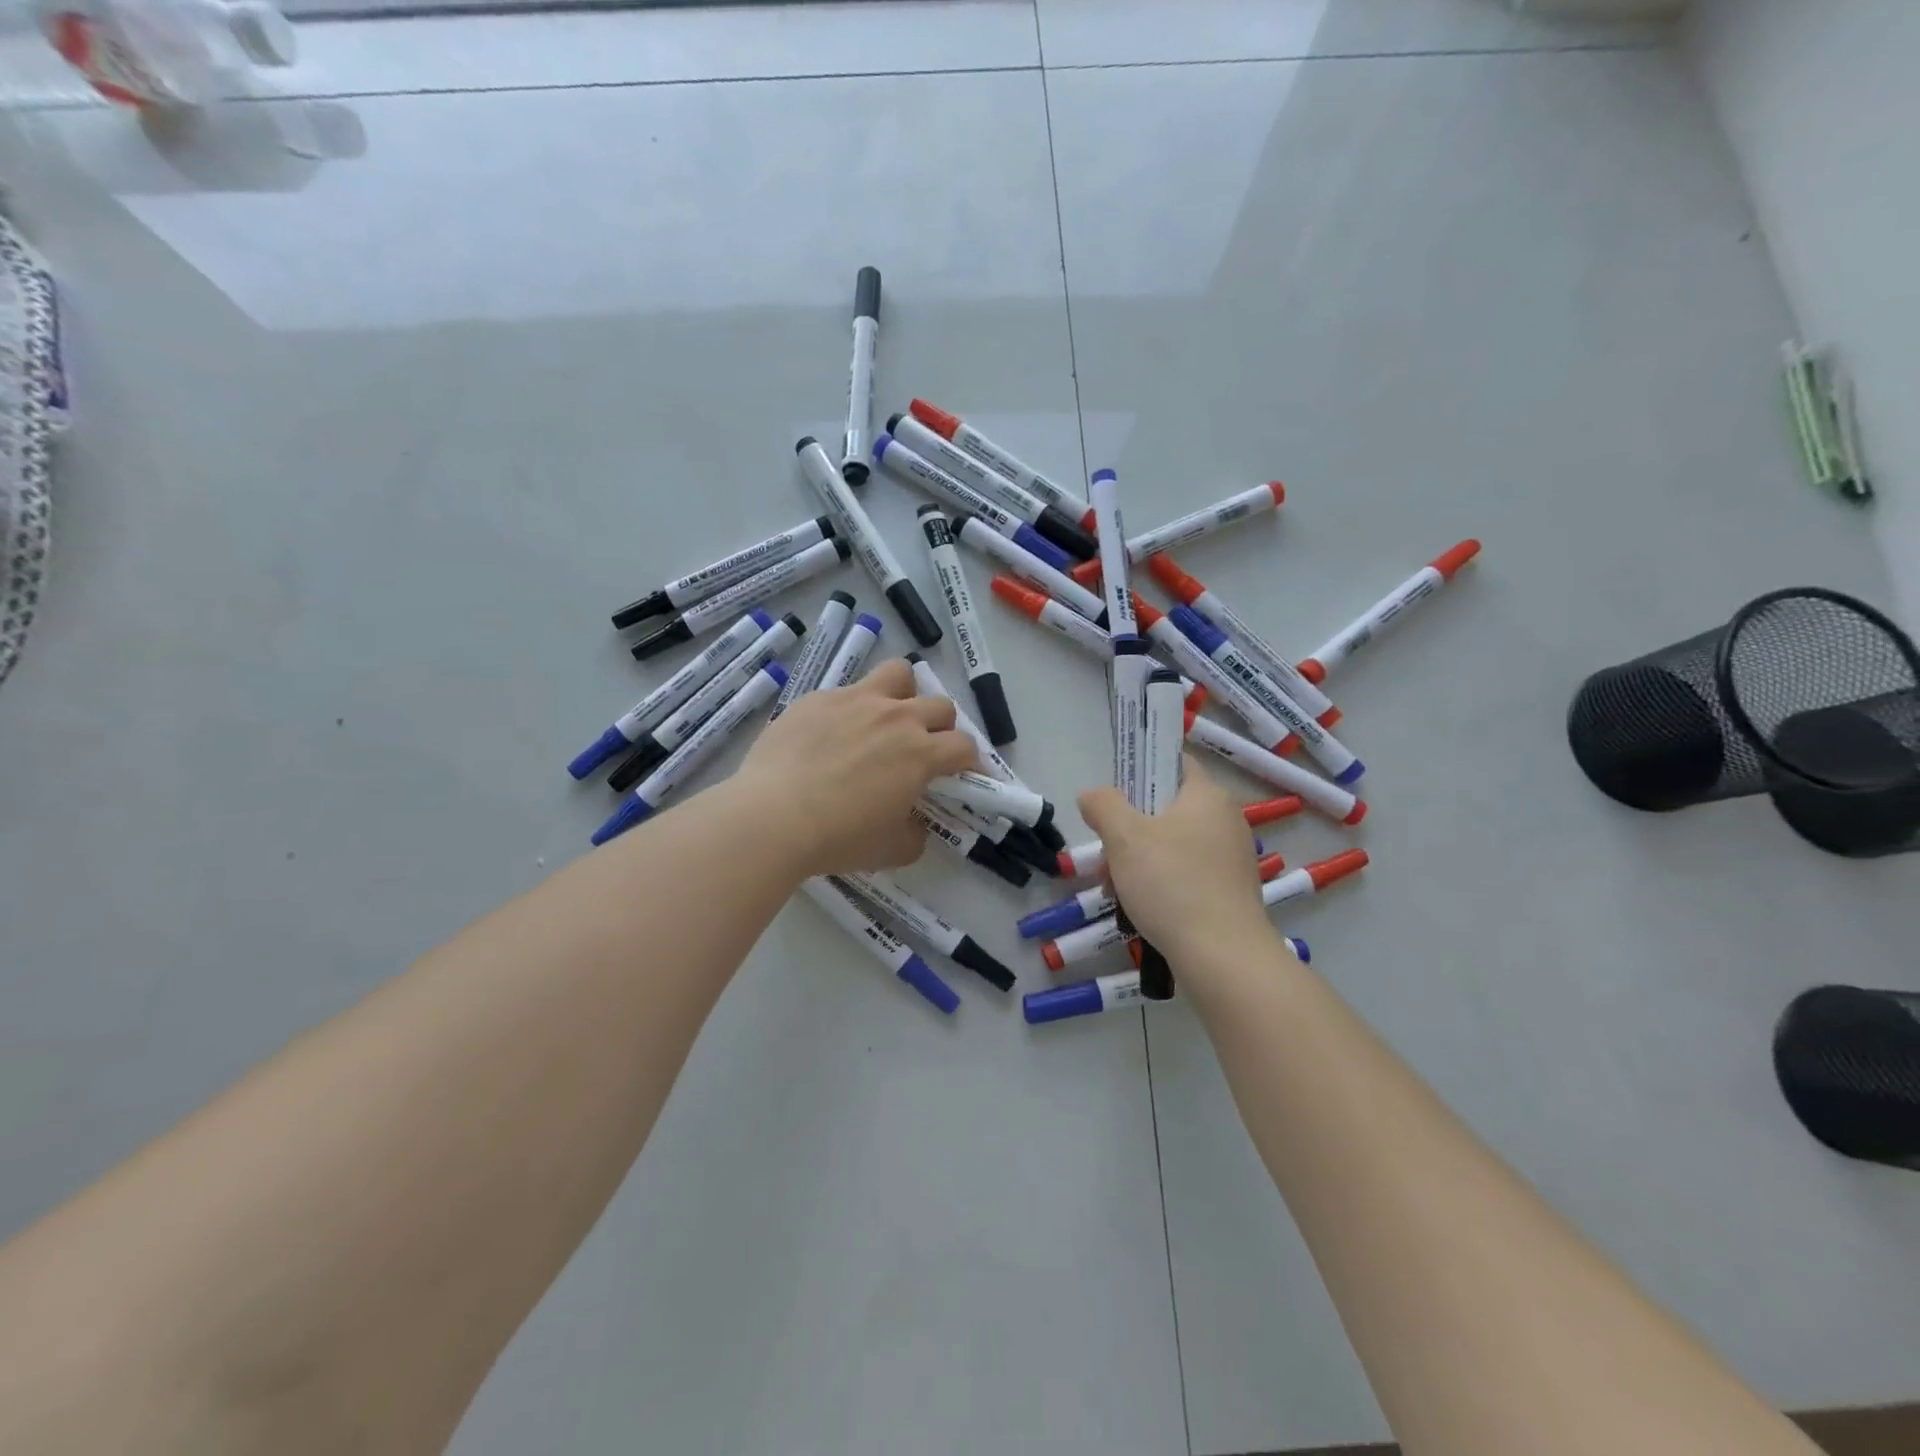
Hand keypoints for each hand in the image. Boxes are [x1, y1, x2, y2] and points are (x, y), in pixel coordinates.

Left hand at [734, 658, 977, 877]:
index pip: (964, 746)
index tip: (963, 775)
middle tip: (925, 750)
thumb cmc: (838, 839)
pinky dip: (851, 709)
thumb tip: (915, 823)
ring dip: (904, 693)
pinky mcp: (817, 698)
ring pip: (897, 674)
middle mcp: (895, 717)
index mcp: (920, 753)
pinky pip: (846, 691)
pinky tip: (831, 735)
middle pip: (940, 705)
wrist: (771, 818)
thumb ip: (915, 833)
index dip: (971, 762)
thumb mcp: (892, 849)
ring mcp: (854, 701)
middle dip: (942, 727)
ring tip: (889, 716)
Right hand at [1079, 757, 1276, 970]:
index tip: (1114, 794)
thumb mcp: (1124, 837)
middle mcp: (1225, 820)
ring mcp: (1230, 858)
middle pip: (1166, 809)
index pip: (1174, 762)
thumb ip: (1103, 806)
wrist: (1223, 957)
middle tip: (1105, 854)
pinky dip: (1160, 883)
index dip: (1141, 769)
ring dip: (1138, 860)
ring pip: (1172, 845)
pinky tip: (1139, 908)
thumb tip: (1092, 795)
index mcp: (1207, 796)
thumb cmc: (1172, 884)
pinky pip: (1186, 873)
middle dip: (1128, 829)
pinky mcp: (1229, 892)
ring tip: (1113, 889)